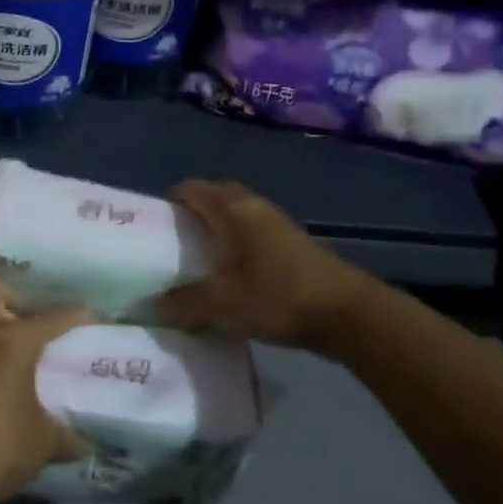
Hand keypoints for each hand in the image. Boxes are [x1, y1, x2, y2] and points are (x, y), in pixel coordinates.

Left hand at [0, 279, 90, 502]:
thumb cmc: (4, 441)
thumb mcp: (45, 441)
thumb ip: (67, 436)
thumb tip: (86, 444)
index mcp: (16, 338)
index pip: (55, 317)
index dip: (78, 316)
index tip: (95, 318)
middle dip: (11, 297)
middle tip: (30, 320)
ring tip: (0, 335)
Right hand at [156, 180, 383, 357]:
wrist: (349, 314)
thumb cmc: (278, 295)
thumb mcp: (223, 303)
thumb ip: (185, 302)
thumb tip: (154, 305)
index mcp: (233, 210)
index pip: (193, 189)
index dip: (170, 200)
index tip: (154, 224)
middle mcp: (254, 208)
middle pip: (217, 197)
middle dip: (194, 212)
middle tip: (174, 240)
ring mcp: (278, 225)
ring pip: (237, 216)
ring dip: (218, 229)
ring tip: (199, 258)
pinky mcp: (293, 246)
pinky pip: (253, 233)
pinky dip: (237, 244)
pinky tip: (232, 274)